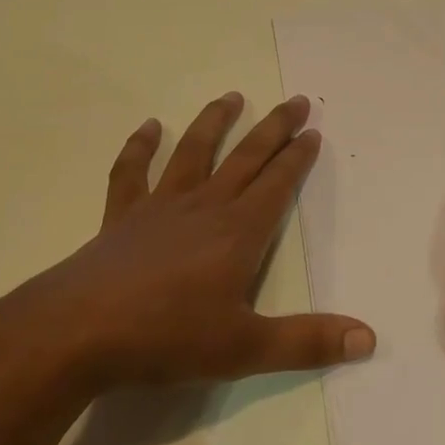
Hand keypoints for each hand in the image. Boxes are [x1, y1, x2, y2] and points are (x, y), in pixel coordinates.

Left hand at [0, 93, 374, 401]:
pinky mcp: (121, 217)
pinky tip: (148, 127)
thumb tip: (368, 337)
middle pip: (246, 158)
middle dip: (274, 128)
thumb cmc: (166, 338)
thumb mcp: (245, 348)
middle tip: (296, 101)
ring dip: (215, 123)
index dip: (298, 157)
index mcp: (238, 232)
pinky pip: (131, 173)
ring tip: (232, 96)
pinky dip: (139, 148)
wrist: (76, 333)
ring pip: (194, 153)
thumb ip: (307, 341)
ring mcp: (159, 207)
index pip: (277, 184)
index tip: (313, 132)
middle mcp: (204, 207)